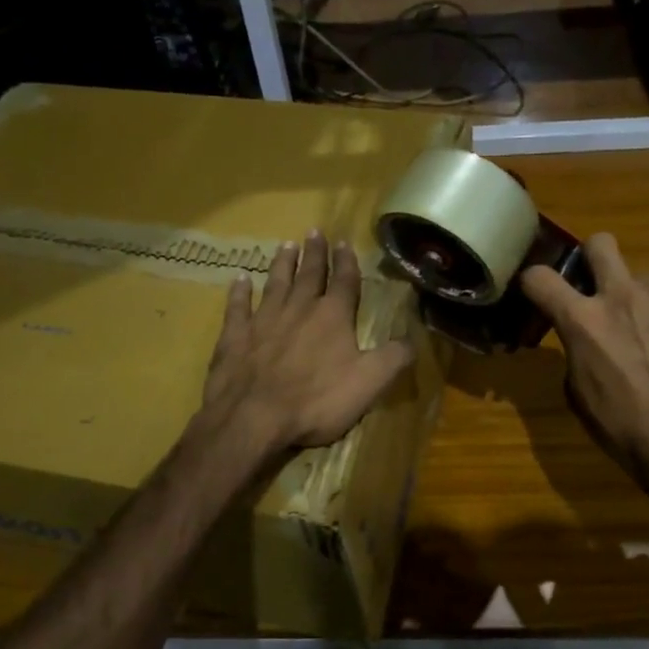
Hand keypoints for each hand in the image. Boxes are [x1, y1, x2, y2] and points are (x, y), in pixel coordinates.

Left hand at [198, 229, 414, 461]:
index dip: (346, 262)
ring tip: (285, 245)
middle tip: (314, 231)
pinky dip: (239, 291)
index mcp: (333, 317)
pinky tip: (239, 279)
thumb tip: (413, 339)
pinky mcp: (235, 336)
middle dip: (314, 253)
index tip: (344, 242)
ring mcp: (263, 320)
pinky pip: (238, 307)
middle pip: (309, 274)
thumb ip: (393, 358)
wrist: (253, 417)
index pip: (344, 281)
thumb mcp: (369, 383)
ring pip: (275, 283)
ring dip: (282, 264)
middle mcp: (298, 309)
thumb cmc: (316, 400)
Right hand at [521, 233, 648, 520]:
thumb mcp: (578, 390)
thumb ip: (577, 348)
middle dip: (595, 258)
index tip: (541, 292)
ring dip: (646, 305)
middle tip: (602, 287)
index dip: (534, 282)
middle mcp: (623, 296)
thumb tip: (585, 336)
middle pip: (601, 244)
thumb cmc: (620, 426)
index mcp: (583, 320)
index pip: (539, 277)